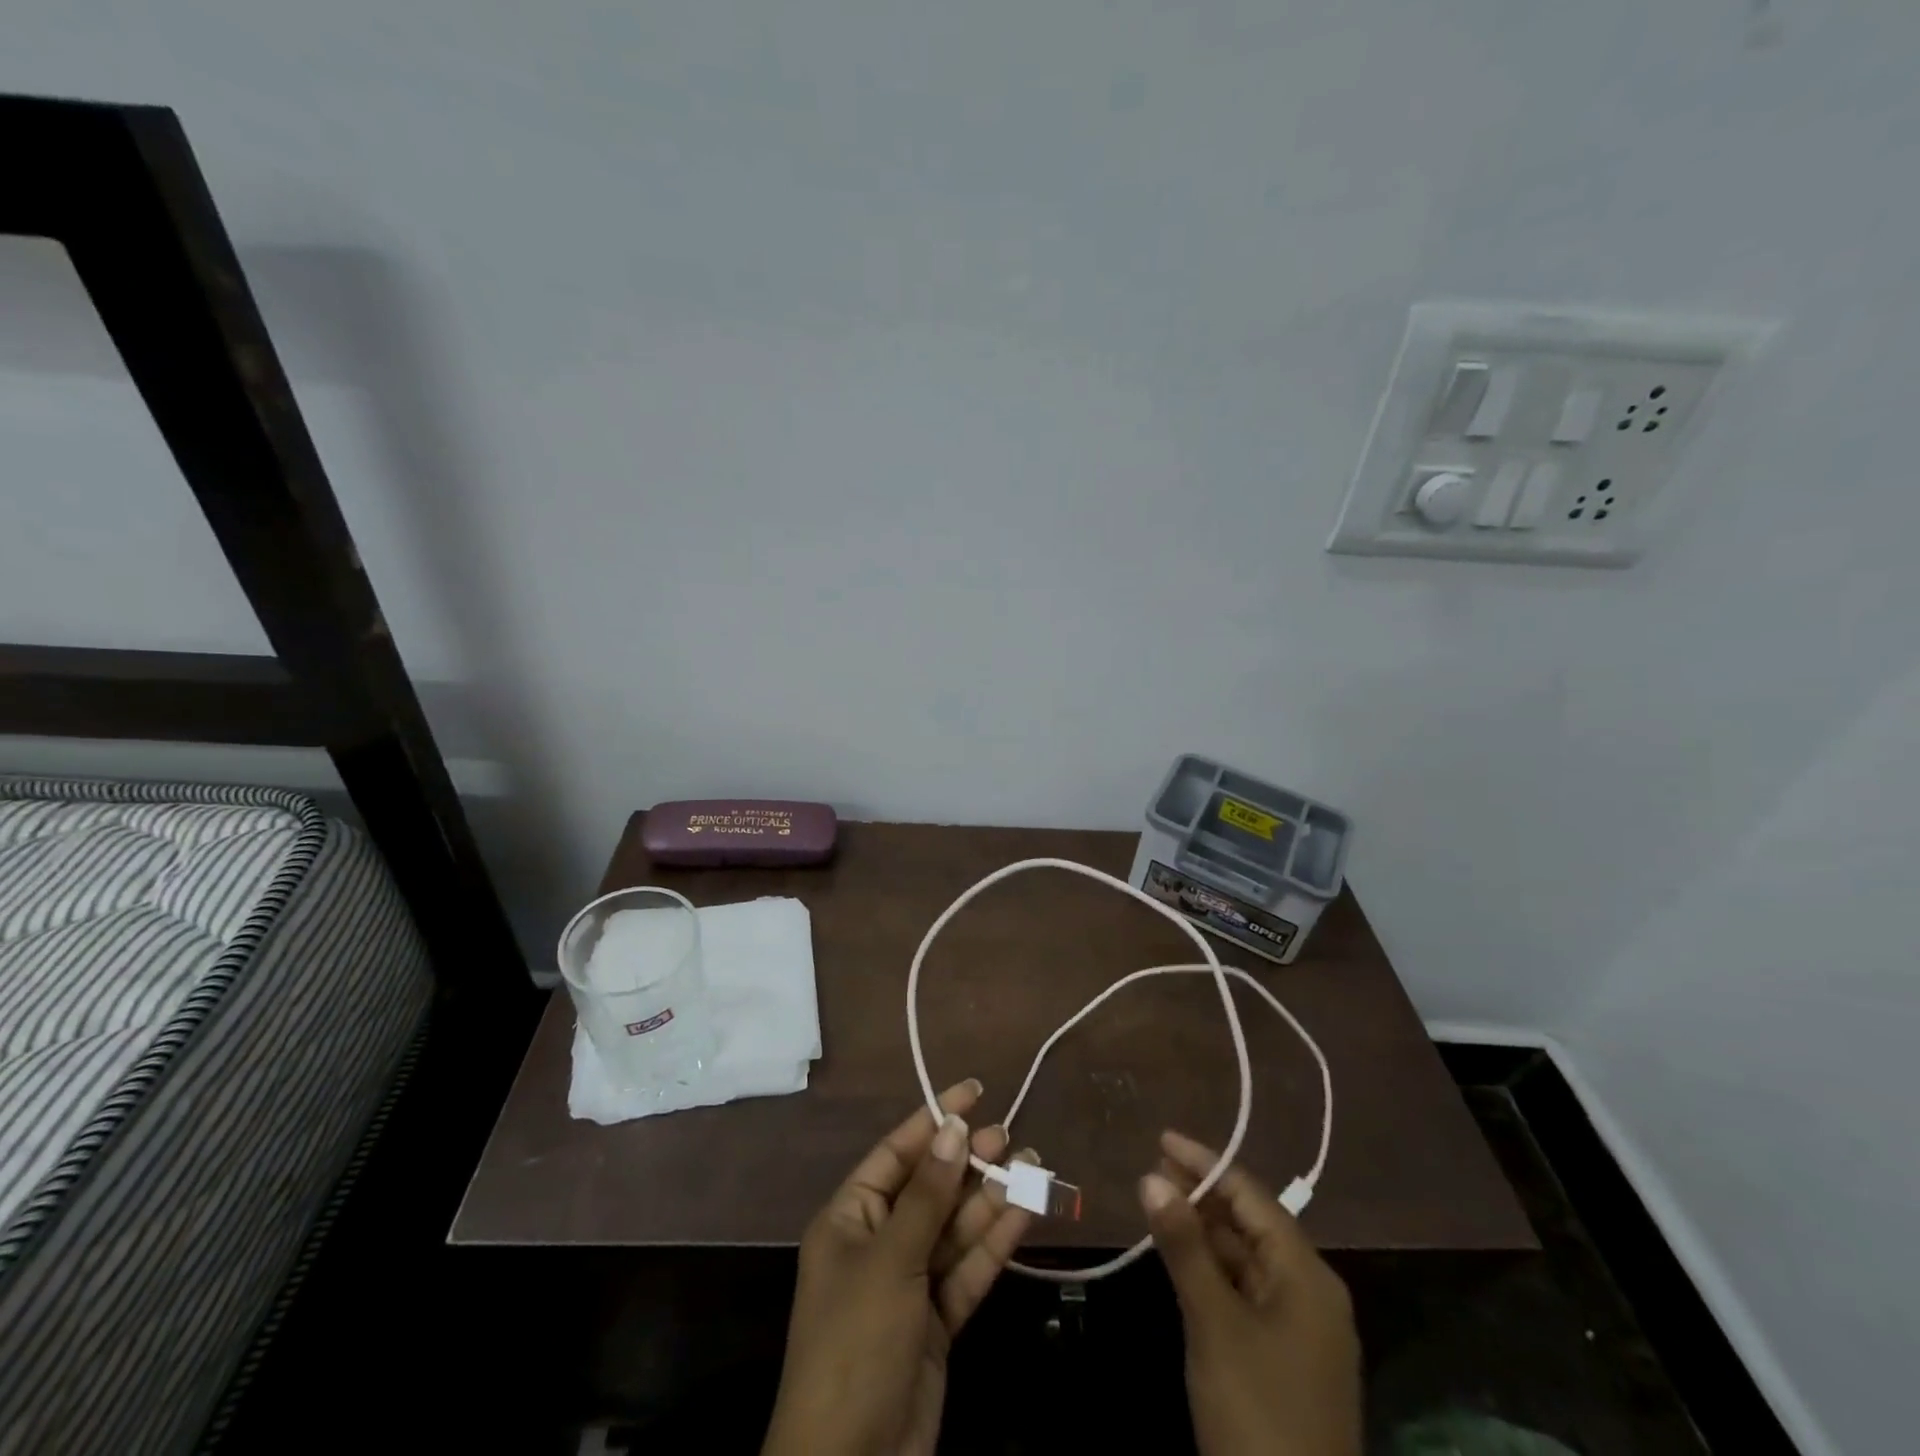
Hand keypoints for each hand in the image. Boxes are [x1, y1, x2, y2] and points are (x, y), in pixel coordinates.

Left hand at [762, 1080, 1036, 1455]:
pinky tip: (1024, 1214)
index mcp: (851, 1218)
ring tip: (1031, 1165)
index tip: (973, 1091)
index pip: (896, 1152)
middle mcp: (879, 1242)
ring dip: (991, 1199)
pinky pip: (967, 1269)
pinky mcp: (936, 1321)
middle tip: (1010, 1136)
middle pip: (931, 1188)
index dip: (933, 1119)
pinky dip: (994, 1243)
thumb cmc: (855, 1343)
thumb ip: (927, 1194)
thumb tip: (954, 1127)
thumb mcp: (890, 1260)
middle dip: (969, 1161)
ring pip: (955, 1228)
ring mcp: (909, 1283)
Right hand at [1142, 1130, 1361, 1455]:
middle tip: (1153, 1167)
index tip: (1161, 1138)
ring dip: (1205, 1229)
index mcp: (1307, 1275)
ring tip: (1159, 1201)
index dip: (1206, 1163)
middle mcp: (1310, 1292)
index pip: (1252, 1196)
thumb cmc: (1258, 1414)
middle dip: (1203, 1193)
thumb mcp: (1214, 1324)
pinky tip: (1182, 1257)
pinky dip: (1213, 1267)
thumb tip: (1151, 1177)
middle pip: (1252, 1223)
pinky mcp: (1285, 1359)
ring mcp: (1300, 1329)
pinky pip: (1246, 1291)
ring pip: (1247, 1258)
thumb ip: (1184, 1246)